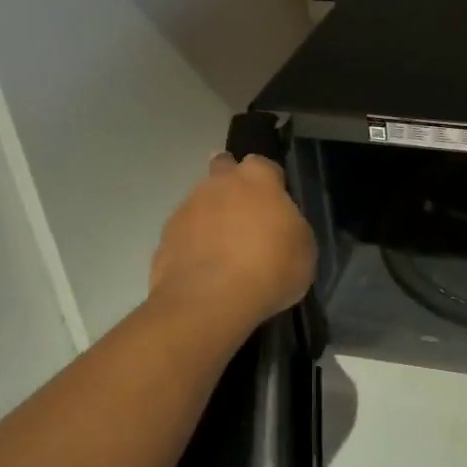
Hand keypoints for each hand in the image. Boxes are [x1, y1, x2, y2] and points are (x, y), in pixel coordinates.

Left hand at [149, 155, 316, 332]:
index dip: (270, 182)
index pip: (264, 165)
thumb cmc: (271, 267)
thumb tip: (279, 227)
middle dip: (230, 185)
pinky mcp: (163, 239)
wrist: (210, 302)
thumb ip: (290, 226)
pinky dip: (192, 247)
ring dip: (210, 219)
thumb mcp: (303, 247)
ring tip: (223, 254)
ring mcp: (186, 209)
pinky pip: (184, 236)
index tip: (275, 204)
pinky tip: (204, 272)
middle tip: (244, 217)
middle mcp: (218, 184)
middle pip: (223, 169)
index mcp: (257, 178)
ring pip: (200, 204)